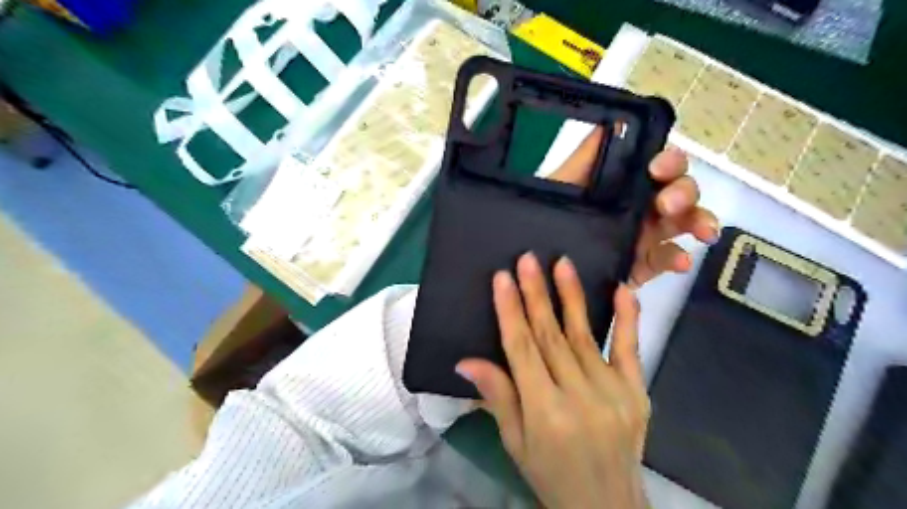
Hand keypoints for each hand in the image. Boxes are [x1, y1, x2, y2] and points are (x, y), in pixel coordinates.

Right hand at [458, 252, 648, 506]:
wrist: (608, 505)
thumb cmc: (551, 474)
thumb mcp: (515, 443)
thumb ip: (497, 397)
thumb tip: (466, 361)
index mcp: (545, 412)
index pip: (522, 350)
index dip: (510, 311)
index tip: (502, 279)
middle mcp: (579, 397)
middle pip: (551, 336)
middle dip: (537, 294)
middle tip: (528, 259)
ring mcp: (613, 392)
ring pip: (585, 335)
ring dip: (571, 297)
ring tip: (562, 264)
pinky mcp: (637, 392)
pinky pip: (631, 349)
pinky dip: (627, 318)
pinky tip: (622, 289)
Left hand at [548, 129, 719, 287]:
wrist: (538, 261)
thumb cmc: (549, 214)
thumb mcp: (562, 182)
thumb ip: (586, 155)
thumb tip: (611, 120)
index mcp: (625, 184)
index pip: (659, 165)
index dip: (668, 162)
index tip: (656, 169)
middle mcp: (641, 205)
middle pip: (680, 191)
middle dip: (684, 192)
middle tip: (667, 204)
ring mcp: (645, 236)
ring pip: (683, 223)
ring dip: (698, 221)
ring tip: (702, 231)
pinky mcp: (642, 265)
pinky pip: (667, 260)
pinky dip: (679, 259)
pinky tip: (680, 261)